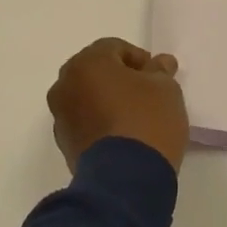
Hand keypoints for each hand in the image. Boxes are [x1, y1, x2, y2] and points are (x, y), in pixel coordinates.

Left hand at [47, 37, 188, 172]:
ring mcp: (61, 116)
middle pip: (96, 71)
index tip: (157, 76)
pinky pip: (84, 121)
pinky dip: (100, 121)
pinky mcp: (64, 144)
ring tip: (135, 115)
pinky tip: (123, 134)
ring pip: (87, 97)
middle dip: (120, 77)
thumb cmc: (147, 120)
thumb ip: (160, 71)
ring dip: (107, 100)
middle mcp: (65, 85)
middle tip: (147, 92)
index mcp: (87, 63)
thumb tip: (159, 64)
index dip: (139, 58)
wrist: (125, 178)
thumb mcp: (165, 88)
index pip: (114, 48)